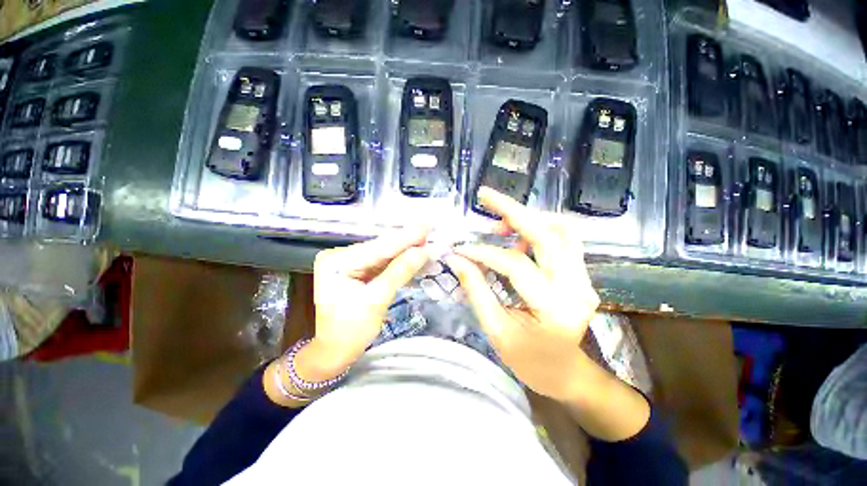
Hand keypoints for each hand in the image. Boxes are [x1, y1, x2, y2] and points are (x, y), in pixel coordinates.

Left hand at [296, 227, 429, 381]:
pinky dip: (399, 261)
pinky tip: (415, 254)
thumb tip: (423, 251)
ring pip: (384, 254)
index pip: (379, 247)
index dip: (406, 238)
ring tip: (427, 241)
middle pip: (381, 248)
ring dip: (406, 250)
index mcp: (337, 261)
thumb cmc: (350, 331)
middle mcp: (341, 256)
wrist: (334, 351)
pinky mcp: (358, 270)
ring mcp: (349, 262)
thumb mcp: (376, 301)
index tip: (427, 226)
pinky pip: (382, 263)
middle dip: (407, 242)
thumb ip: (399, 272)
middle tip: (430, 231)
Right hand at [445, 187, 599, 400]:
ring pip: (562, 229)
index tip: (460, 249)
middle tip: (485, 196)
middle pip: (547, 234)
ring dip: (529, 217)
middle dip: (513, 210)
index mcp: (554, 309)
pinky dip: (540, 228)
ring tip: (500, 221)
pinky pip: (564, 239)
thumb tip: (457, 259)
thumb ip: (476, 290)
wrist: (566, 373)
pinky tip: (518, 235)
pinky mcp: (581, 274)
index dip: (484, 253)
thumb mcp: (496, 330)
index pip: (515, 266)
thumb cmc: (529, 361)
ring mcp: (584, 278)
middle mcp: (576, 287)